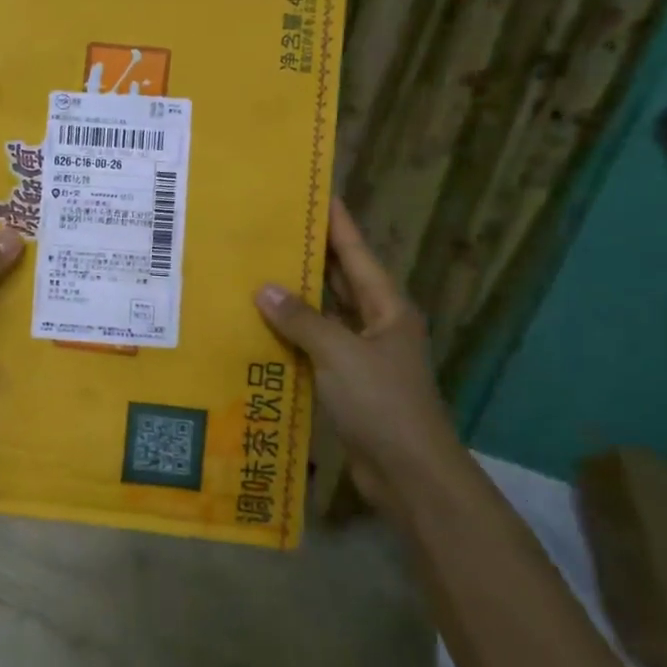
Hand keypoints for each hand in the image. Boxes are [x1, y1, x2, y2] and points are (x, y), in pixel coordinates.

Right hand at [253, 199, 461, 516]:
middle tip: (273, 229)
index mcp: (387, 308)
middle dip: (311, 255)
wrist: (408, 473)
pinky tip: (262, 327)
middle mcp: (377, 325)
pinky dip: (292, 336)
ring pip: (326, 315)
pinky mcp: (348, 384)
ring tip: (258, 270)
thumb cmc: (381, 403)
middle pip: (341, 280)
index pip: (357, 253)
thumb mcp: (339, 354)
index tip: (317, 193)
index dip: (338, 223)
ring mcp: (363, 356)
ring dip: (297, 298)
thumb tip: (264, 289)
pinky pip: (316, 347)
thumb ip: (301, 320)